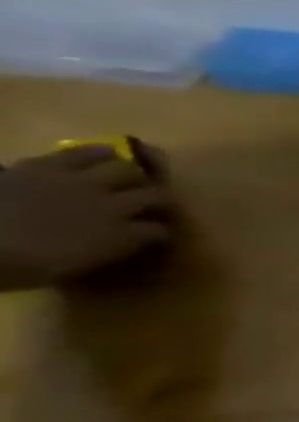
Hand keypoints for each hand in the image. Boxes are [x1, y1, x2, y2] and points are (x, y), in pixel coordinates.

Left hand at [0, 145, 174, 290]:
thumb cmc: (15, 266)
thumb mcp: (65, 270)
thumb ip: (99, 251)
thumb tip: (118, 242)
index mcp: (118, 237)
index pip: (157, 232)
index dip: (159, 233)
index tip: (156, 237)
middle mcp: (113, 206)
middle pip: (154, 196)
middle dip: (158, 201)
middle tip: (154, 205)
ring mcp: (82, 183)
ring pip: (129, 170)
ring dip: (135, 176)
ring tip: (132, 177)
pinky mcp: (51, 166)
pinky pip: (85, 152)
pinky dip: (100, 153)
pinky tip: (106, 154)